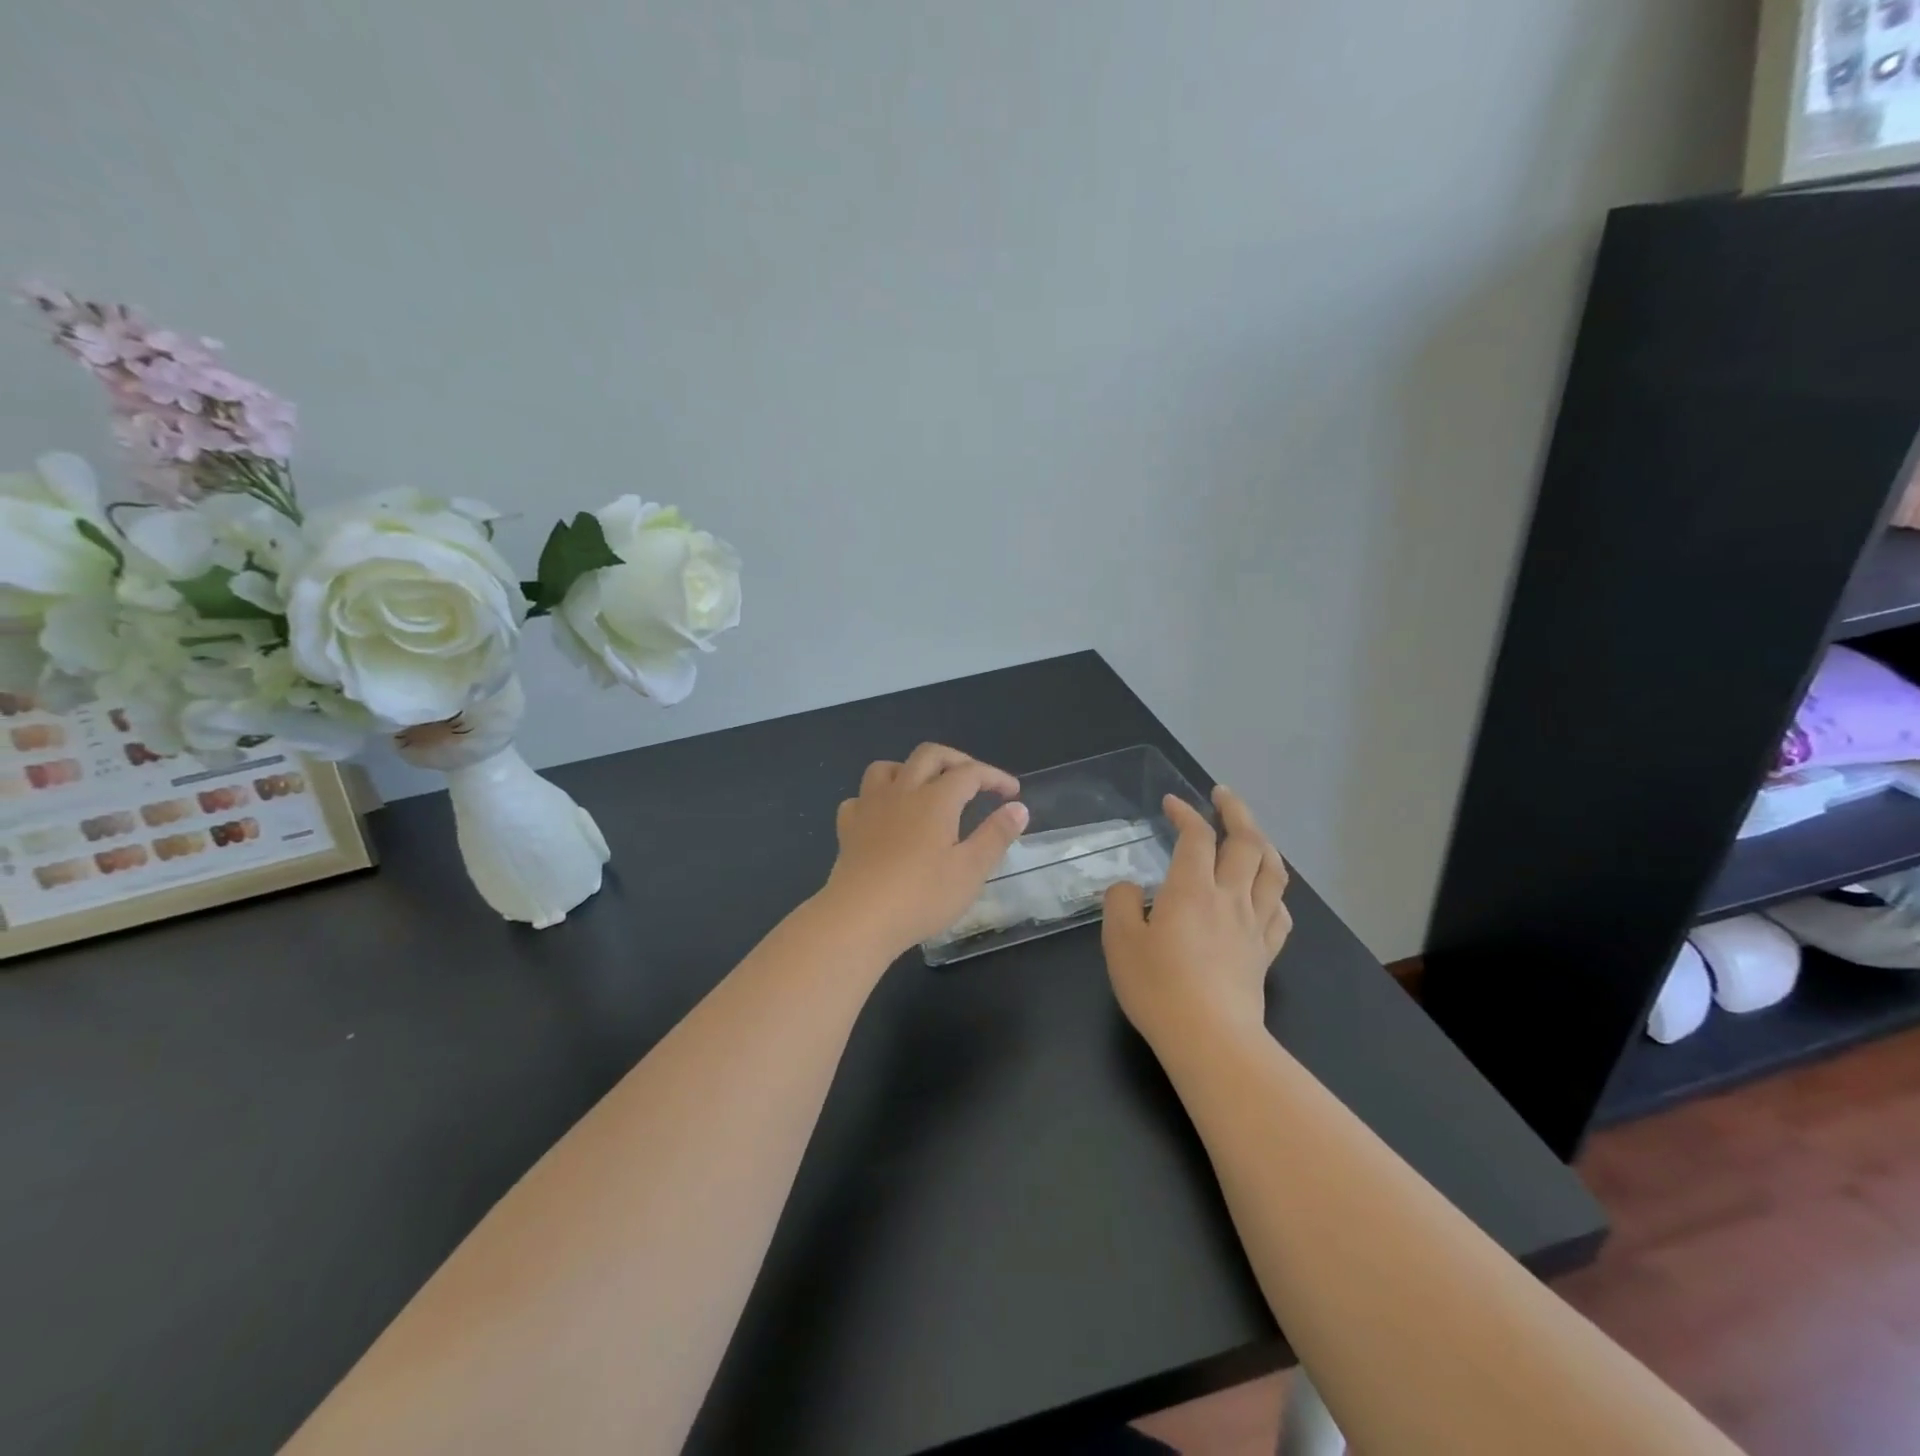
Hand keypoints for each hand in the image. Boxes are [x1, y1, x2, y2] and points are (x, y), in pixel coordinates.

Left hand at [818, 743, 1029, 957]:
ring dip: (911, 769)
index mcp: (936, 799)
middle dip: (956, 760)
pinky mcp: (848, 828)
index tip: (1012, 793)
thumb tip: (1018, 807)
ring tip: (925, 788)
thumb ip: (996, 835)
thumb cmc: (922, 896)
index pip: (970, 772)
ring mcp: (870, 807)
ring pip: (888, 768)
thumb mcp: (971, 870)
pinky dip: (876, 799)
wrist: (858, 918)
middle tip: (975, 781)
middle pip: (929, 755)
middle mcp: (902, 791)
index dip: (994, 776)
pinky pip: (860, 798)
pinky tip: (883, 816)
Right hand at [1101, 786, 1290, 1053]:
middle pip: (1247, 842)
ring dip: (1264, 844)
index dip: (1185, 813)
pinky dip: (1274, 893)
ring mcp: (1254, 925)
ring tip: (1251, 834)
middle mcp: (1229, 897)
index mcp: (1191, 889)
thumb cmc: (1158, 987)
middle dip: (1236, 811)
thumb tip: (1131, 888)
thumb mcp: (1119, 941)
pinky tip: (1264, 894)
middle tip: (1222, 796)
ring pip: (1273, 872)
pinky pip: (1280, 913)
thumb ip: (1120, 904)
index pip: (1196, 836)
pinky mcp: (1265, 953)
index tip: (1172, 803)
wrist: (1210, 1040)